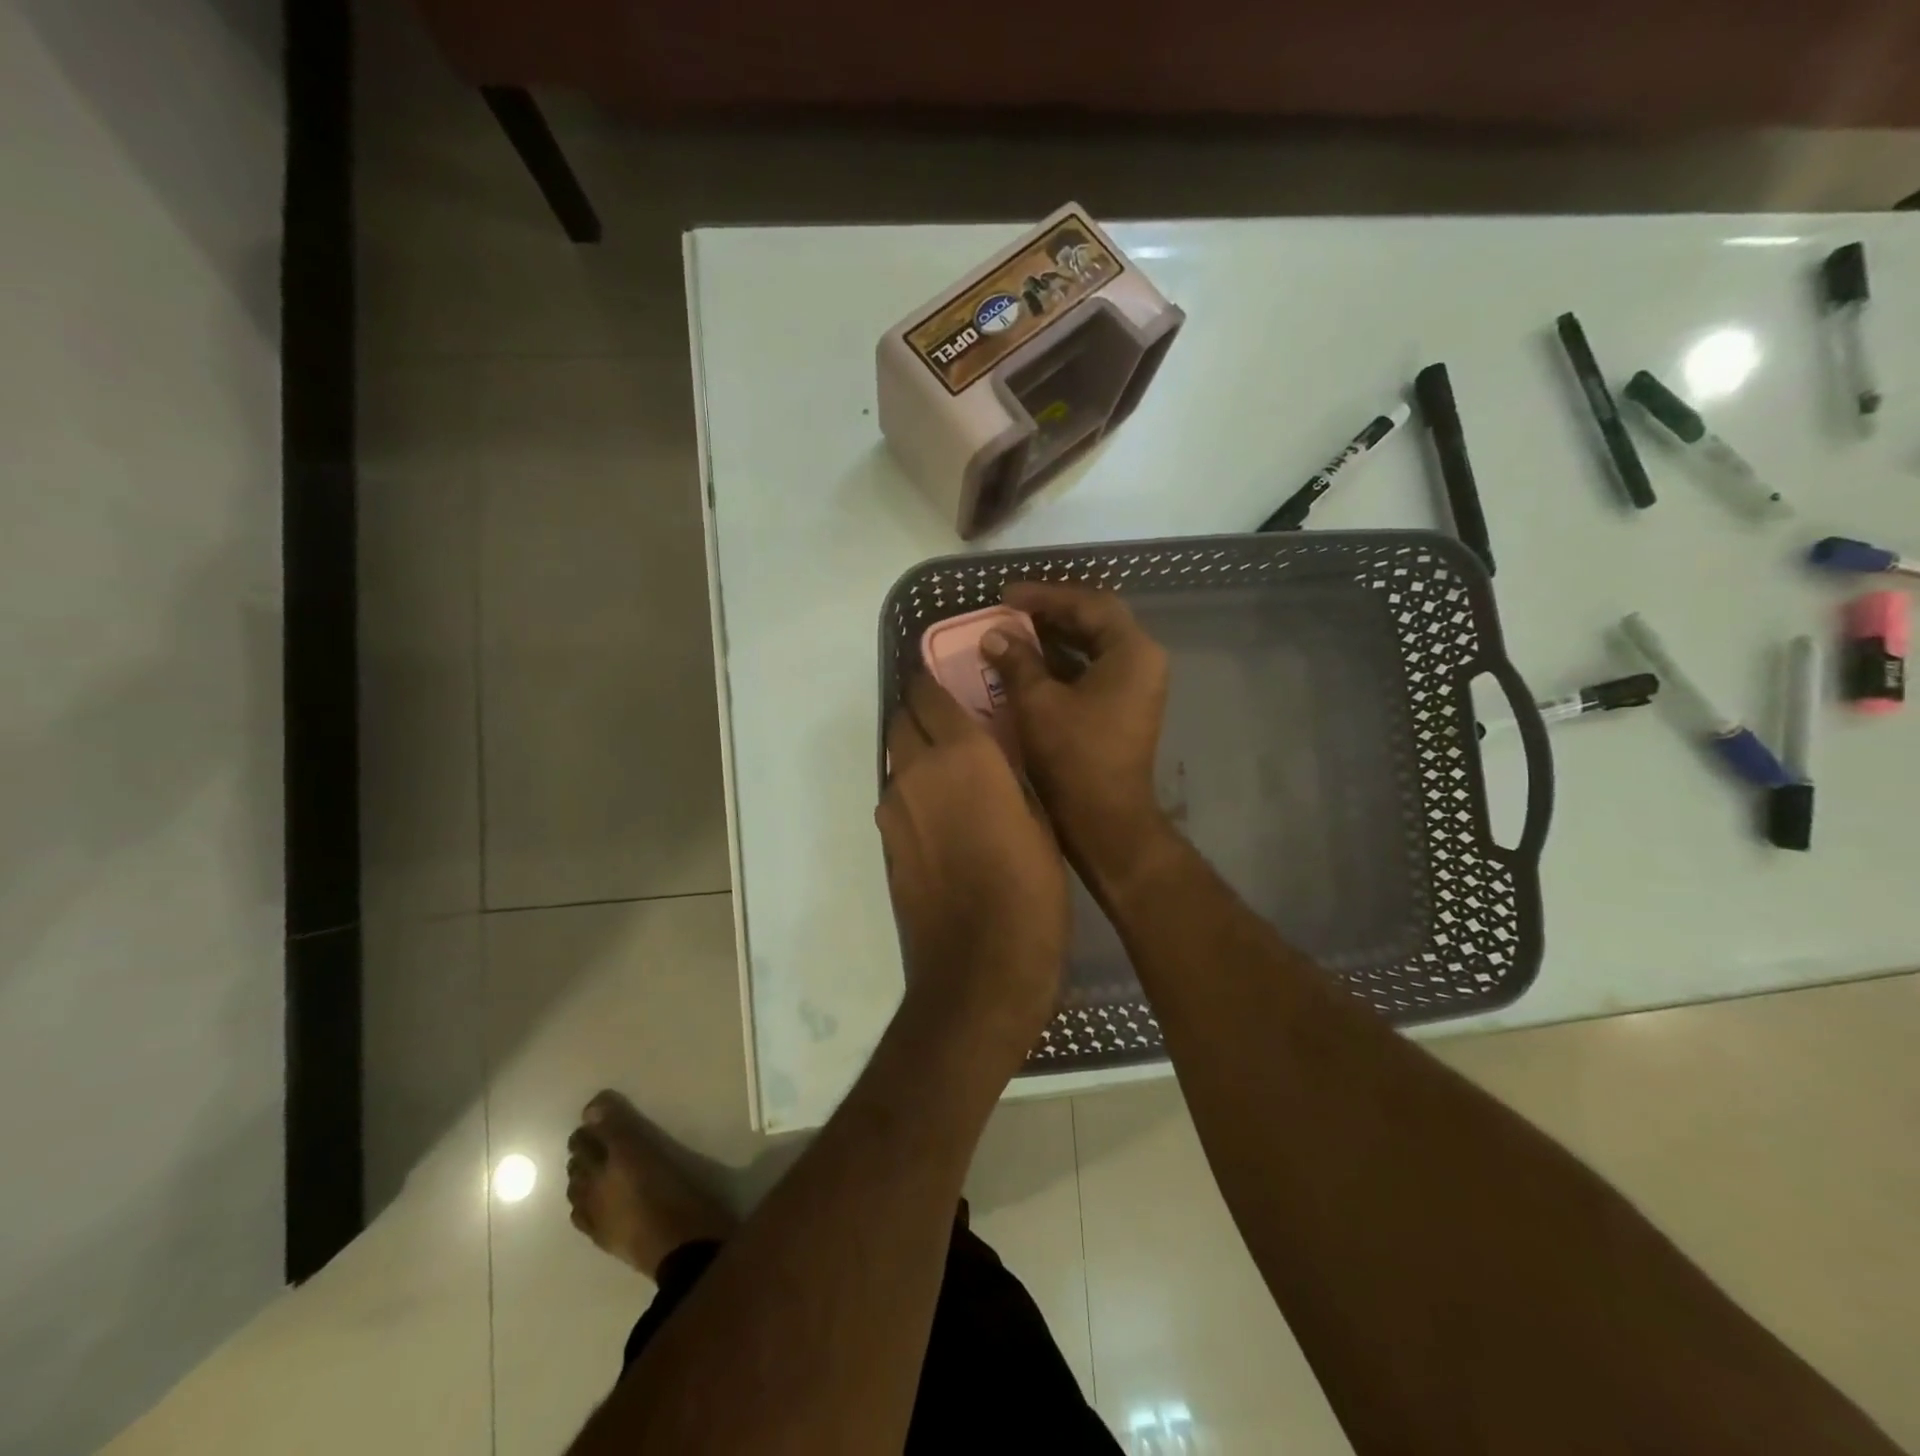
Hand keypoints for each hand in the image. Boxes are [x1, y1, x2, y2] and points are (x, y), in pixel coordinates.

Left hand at [877, 674, 1068, 1043]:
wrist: (979, 968)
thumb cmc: (1030, 890)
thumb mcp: (1039, 820)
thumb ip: (1010, 774)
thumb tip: (996, 753)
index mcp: (962, 755)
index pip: (929, 693)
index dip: (931, 678)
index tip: (943, 674)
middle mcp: (916, 772)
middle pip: (901, 720)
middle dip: (920, 710)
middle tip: (951, 718)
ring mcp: (894, 811)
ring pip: (896, 760)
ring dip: (915, 752)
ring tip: (950, 768)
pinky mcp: (886, 846)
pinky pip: (897, 799)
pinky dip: (913, 792)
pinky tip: (941, 814)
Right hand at [981, 582, 1171, 885]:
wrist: (1105, 820)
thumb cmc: (1074, 757)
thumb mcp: (1038, 703)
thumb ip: (1017, 661)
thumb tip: (994, 636)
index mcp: (1132, 651)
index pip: (1089, 603)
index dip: (1044, 595)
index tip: (1005, 596)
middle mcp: (1142, 661)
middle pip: (1096, 620)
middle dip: (1051, 612)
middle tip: (1009, 610)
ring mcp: (1137, 686)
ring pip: (1094, 646)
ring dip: (1055, 638)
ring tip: (1013, 633)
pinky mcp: (1125, 707)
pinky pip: (1093, 670)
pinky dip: (1063, 663)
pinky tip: (1029, 665)